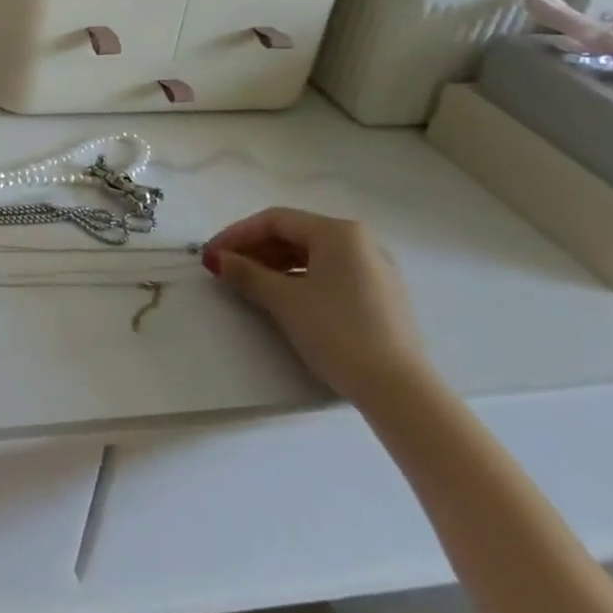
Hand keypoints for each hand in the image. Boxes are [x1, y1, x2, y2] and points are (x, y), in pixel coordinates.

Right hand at [202, 207, 428, 406]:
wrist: (401, 392)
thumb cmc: (338, 332)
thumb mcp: (283, 300)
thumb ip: (245, 273)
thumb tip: (216, 259)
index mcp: (338, 232)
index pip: (275, 220)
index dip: (237, 234)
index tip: (212, 254)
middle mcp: (360, 242)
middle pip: (295, 235)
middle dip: (255, 250)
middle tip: (226, 268)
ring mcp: (375, 270)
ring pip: (312, 256)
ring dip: (275, 265)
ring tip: (248, 284)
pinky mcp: (381, 297)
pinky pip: (330, 274)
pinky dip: (300, 279)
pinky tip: (283, 297)